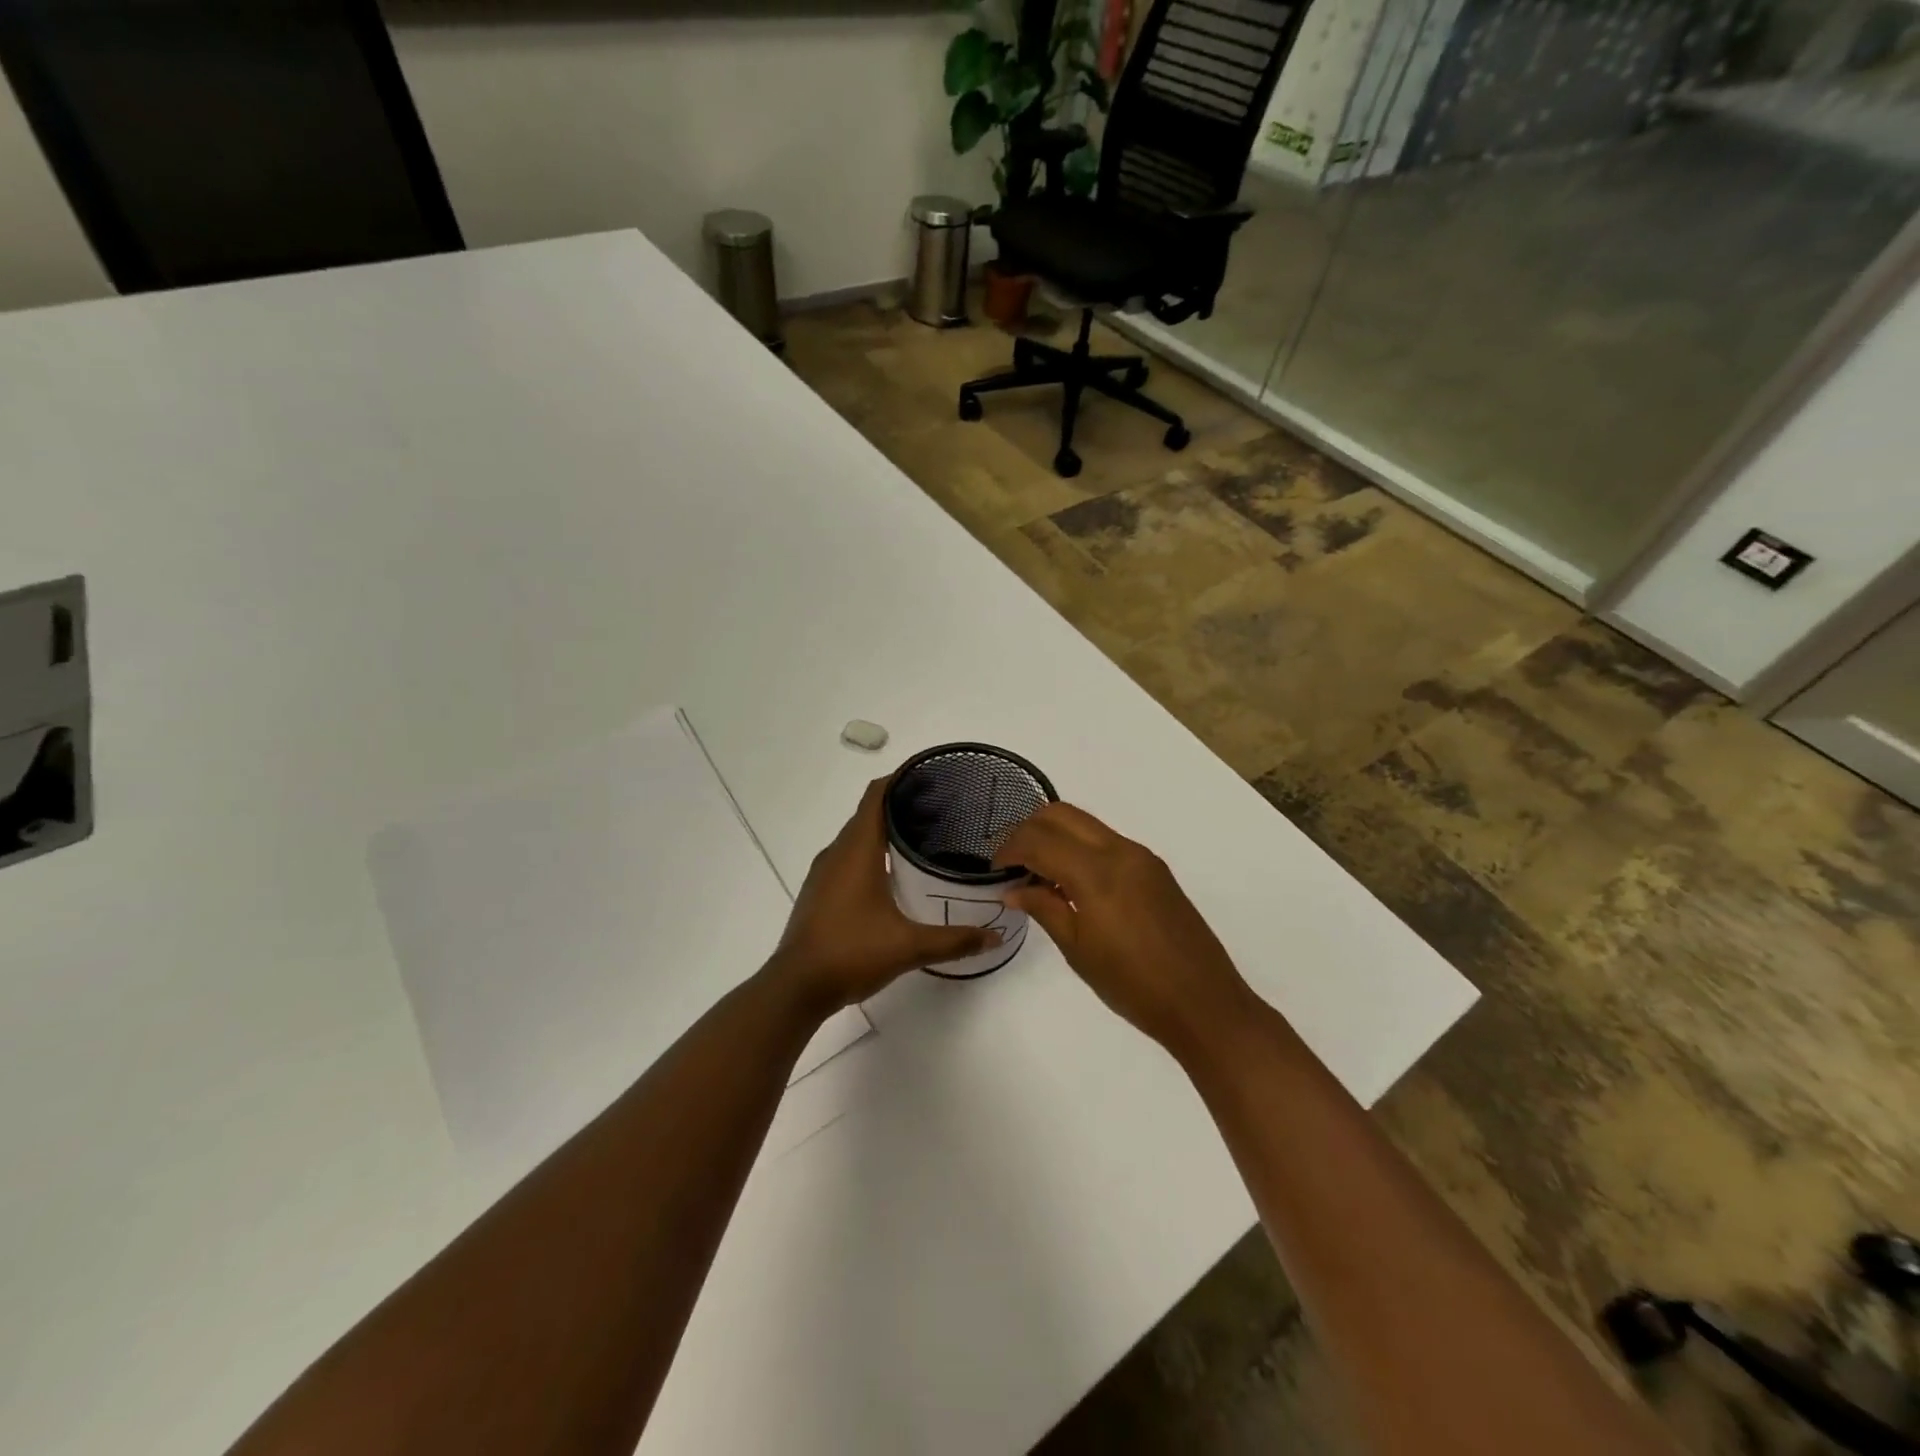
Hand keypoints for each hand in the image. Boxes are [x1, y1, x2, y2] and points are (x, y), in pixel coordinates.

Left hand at [768, 777, 1002, 1012]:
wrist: (796, 987)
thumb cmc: (851, 953)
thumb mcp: (909, 947)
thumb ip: (954, 939)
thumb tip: (995, 936)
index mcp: (857, 850)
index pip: (876, 795)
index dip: (900, 778)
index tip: (931, 775)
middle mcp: (837, 852)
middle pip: (868, 812)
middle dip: (901, 804)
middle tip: (942, 809)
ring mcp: (824, 872)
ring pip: (857, 837)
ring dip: (885, 830)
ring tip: (923, 838)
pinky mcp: (820, 892)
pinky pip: (848, 857)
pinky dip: (871, 852)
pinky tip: (894, 874)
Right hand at [995, 803, 1255, 1053]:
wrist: (1204, 1003)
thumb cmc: (1133, 985)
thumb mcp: (1078, 950)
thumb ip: (1044, 908)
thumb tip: (1014, 889)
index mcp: (1097, 872)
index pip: (1039, 840)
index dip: (1010, 849)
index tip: (995, 870)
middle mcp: (1120, 851)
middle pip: (1062, 814)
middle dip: (1029, 830)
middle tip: (1013, 862)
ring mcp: (1141, 856)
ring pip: (1086, 824)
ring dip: (1055, 836)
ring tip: (1038, 873)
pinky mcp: (1154, 868)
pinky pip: (1106, 840)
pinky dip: (1079, 848)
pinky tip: (1071, 883)